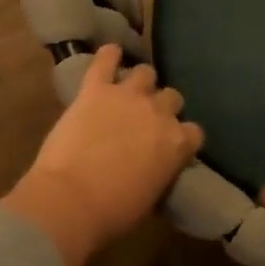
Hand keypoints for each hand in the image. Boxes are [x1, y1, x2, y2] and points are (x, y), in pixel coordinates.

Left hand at [1, 45, 203, 265]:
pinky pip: (105, 60)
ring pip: (145, 73)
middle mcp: (159, 113)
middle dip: (161, 107)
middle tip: (144, 120)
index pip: (192, 131)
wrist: (72, 200)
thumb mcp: (150, 197)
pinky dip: (108, 55)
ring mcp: (127, 97)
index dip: (180, 136)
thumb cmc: (113, 212)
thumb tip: (154, 168)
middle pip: (171, 97)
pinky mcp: (95, 89)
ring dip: (139, 82)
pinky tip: (109, 54)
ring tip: (127, 91)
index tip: (169, 144)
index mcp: (177, 144)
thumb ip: (159, 172)